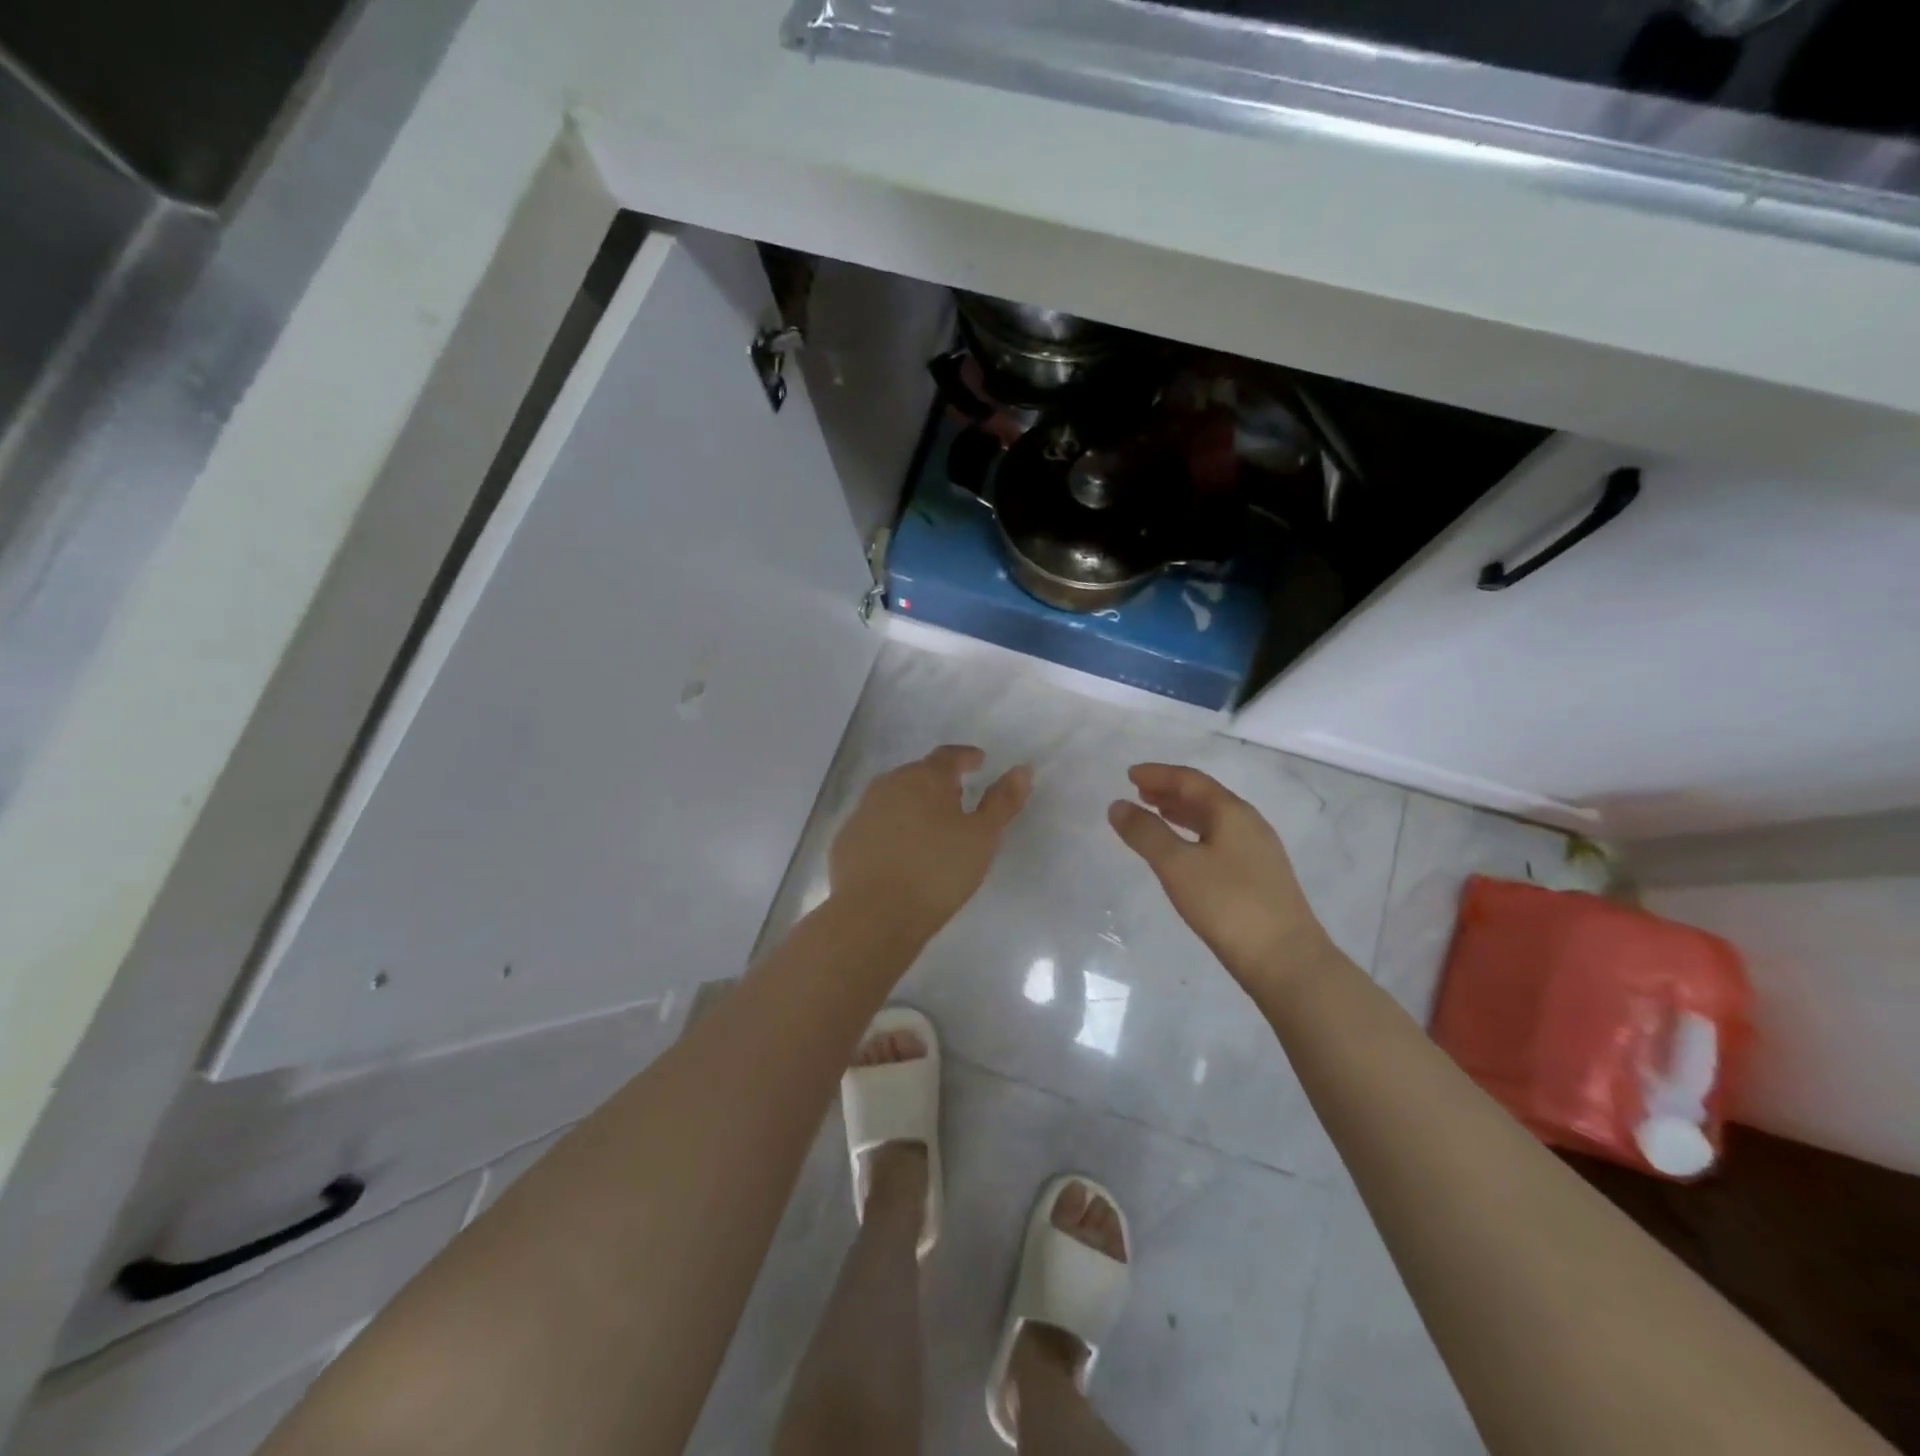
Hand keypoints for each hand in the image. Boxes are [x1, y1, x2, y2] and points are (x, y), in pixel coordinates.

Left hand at [830, 746, 1031, 937]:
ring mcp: (862, 811)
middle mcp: (890, 785)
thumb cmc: (938, 871)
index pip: (948, 755)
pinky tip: (899, 852)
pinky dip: (890, 829)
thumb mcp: (982, 837)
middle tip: (957, 798)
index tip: (978, 762)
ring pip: (893, 797)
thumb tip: (1021, 769)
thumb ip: (1002, 801)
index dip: (966, 757)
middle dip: (938, 782)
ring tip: (929, 826)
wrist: (875, 914)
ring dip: (912, 804)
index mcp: (925, 778)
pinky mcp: (846, 840)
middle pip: (918, 774)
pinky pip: (875, 824)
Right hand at [1108, 763, 1335, 989]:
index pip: (1190, 780)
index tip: (1129, 774)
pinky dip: (1195, 836)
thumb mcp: (1177, 865)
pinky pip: (1220, 841)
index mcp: (1232, 812)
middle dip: (1170, 792)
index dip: (1159, 774)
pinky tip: (1185, 854)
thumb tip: (1118, 805)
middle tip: (1139, 792)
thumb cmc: (1227, 905)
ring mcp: (1259, 852)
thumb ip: (1145, 833)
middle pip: (1205, 797)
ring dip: (1182, 814)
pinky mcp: (1260, 878)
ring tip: (1156, 815)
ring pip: (1214, 821)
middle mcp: (1249, 824)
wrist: (1286, 960)